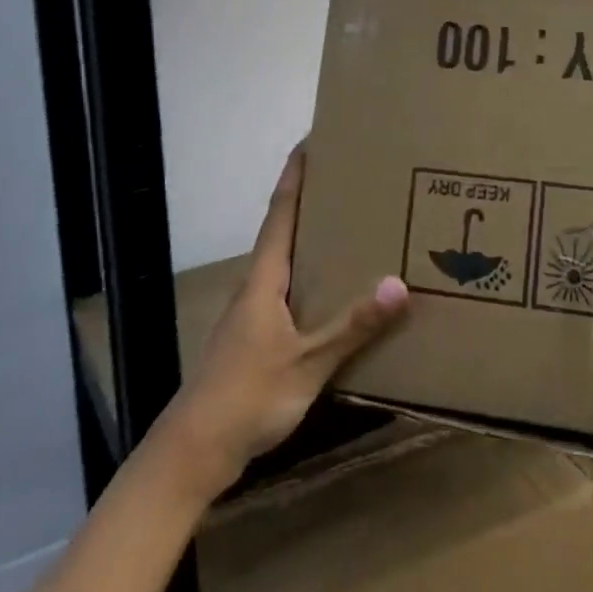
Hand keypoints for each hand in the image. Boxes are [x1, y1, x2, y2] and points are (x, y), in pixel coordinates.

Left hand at [158, 145, 408, 498]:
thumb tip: (399, 284)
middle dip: (312, 199)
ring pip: (288, 262)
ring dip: (313, 238)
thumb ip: (352, 326)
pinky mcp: (257, 337)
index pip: (282, 211)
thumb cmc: (247, 396)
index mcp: (264, 278)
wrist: (193, 451)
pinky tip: (336, 292)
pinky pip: (290, 290)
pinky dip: (313, 276)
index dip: (296, 174)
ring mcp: (254, 312)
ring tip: (352, 227)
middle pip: (285, 229)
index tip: (312, 140)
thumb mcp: (308, 363)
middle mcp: (257, 285)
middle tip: (350, 179)